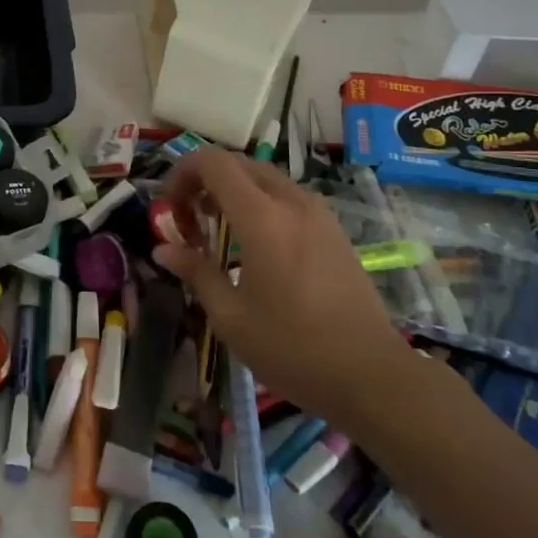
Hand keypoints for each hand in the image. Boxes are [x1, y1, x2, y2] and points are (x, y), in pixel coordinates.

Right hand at [153, 147, 413, 421]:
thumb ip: (196, 272)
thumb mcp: (231, 317)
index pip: (213, 162)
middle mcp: (291, 202)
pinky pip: (287, 197)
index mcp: (261, 217)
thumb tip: (164, 249)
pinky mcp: (334, 230)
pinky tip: (255, 245)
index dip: (181, 172)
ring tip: (218, 230)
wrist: (373, 376)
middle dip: (205, 180)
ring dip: (234, 191)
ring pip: (265, 178)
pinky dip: (260, 203)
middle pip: (238, 164)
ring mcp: (318, 213)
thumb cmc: (293, 348)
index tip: (168, 207)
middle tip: (188, 219)